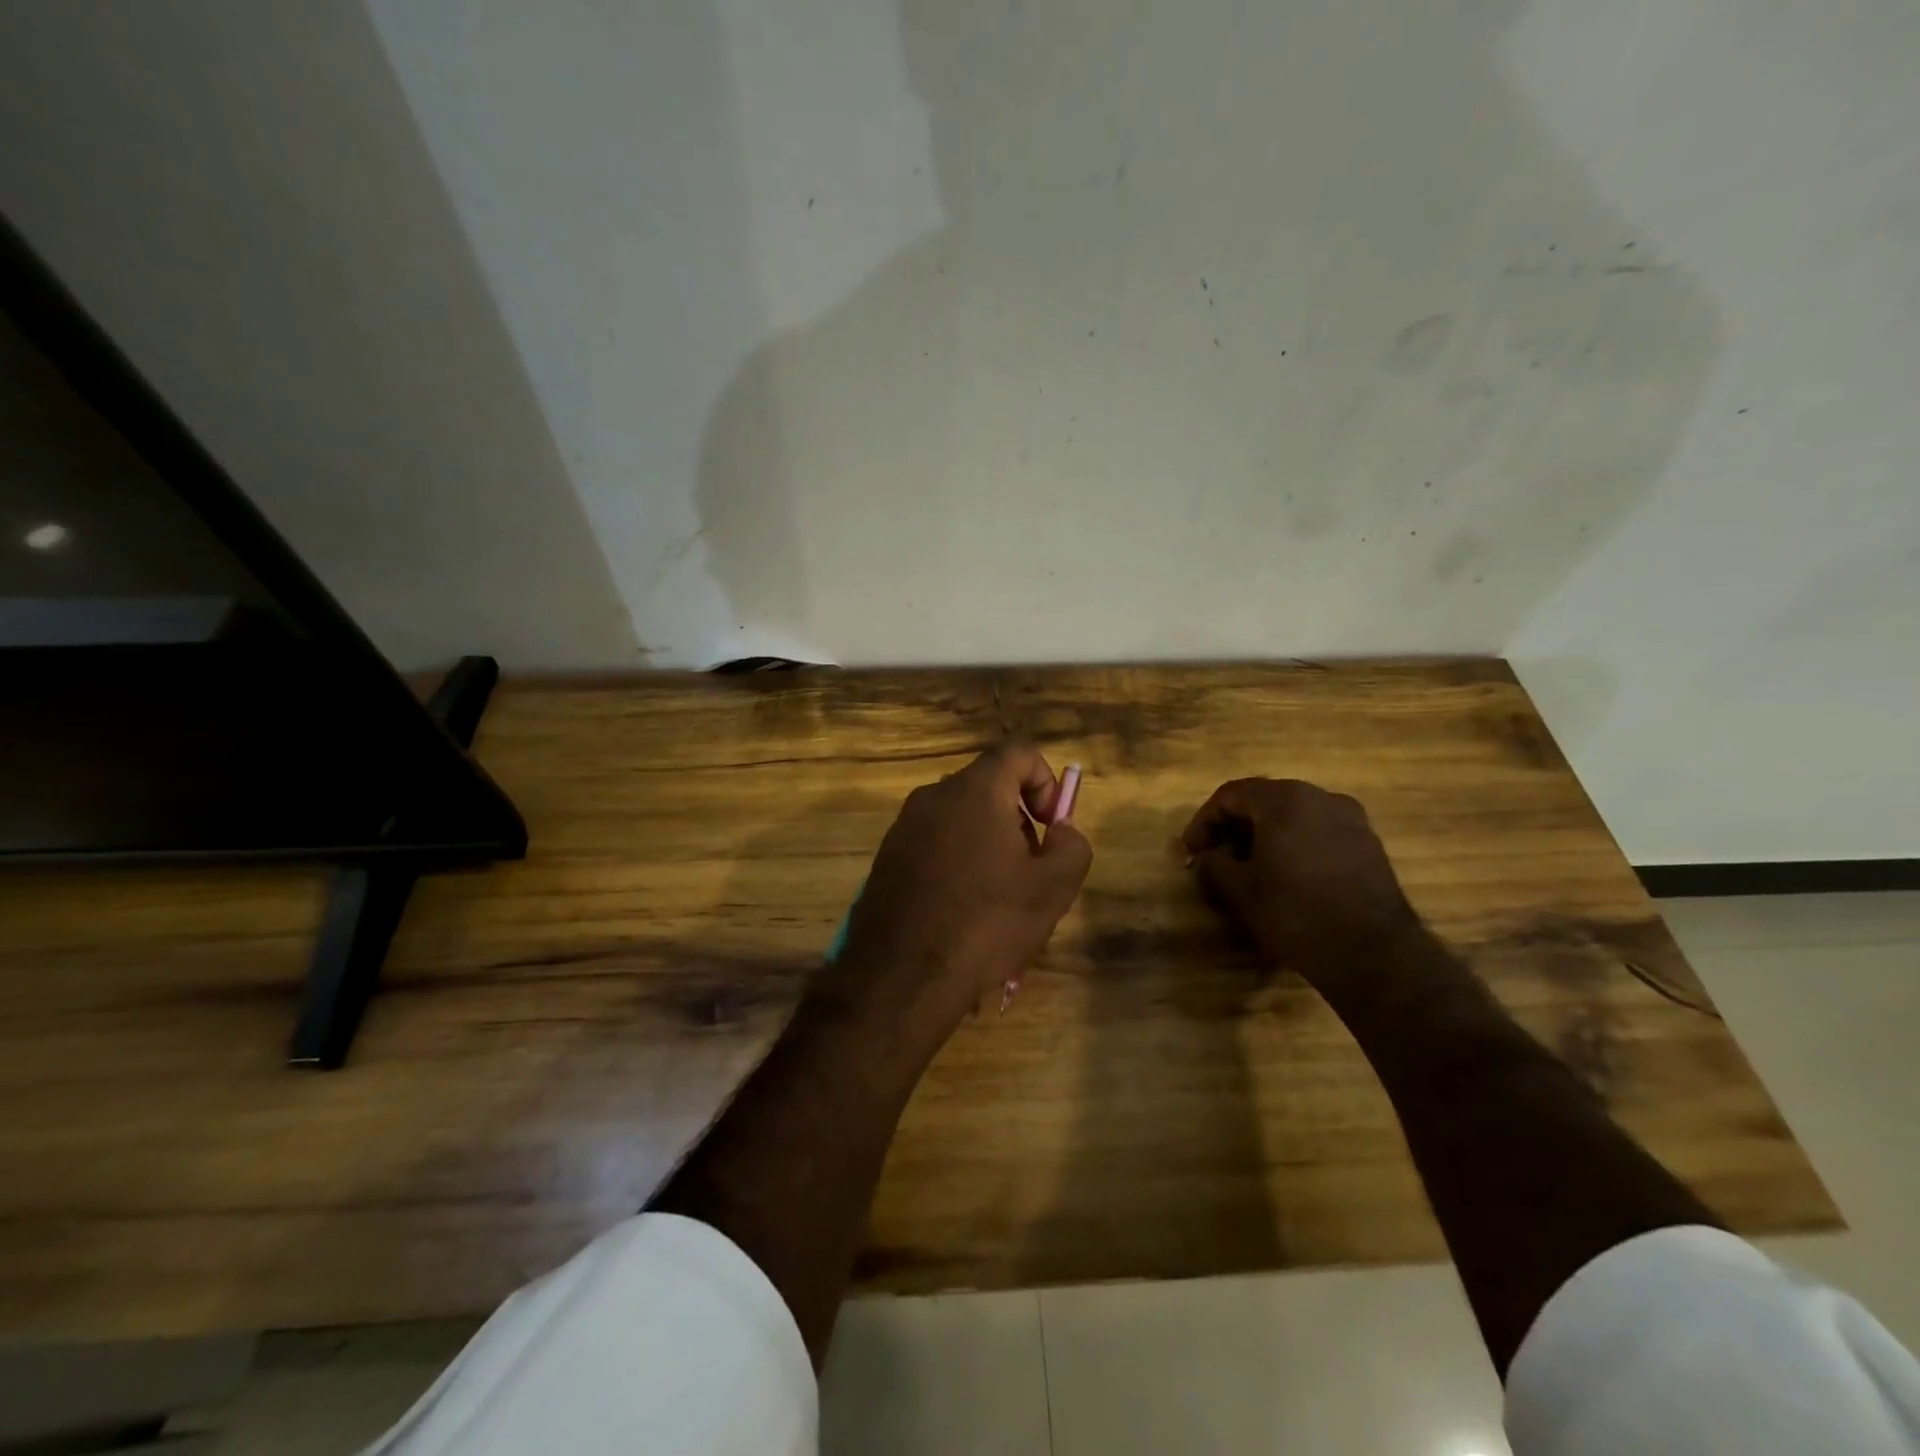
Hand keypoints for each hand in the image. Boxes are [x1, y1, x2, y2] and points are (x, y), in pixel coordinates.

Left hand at [838, 741, 1091, 1034]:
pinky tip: (964, 917)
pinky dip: (959, 867)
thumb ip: (1072, 845)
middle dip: (1019, 823)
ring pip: (963, 822)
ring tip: (999, 905)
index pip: (1018, 751)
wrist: (900, 976)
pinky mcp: (888, 857)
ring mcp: (904, 827)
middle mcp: (934, 796)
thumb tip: (1061, 828)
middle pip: (990, 788)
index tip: (1051, 827)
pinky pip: (936, 847)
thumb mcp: (1052, 889)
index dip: (1046, 780)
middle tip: (1030, 873)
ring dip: (990, 849)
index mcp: (975, 790)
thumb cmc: (985, 923)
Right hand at [1181, 778, 1420, 992]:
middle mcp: (1321, 797)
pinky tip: (1286, 878)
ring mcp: (1352, 820)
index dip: (1203, 822)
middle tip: (1215, 858)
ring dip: (1264, 837)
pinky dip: (1294, 847)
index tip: (1191, 852)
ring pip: (1294, 817)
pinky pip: (1319, 834)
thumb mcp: (1240, 889)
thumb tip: (1211, 856)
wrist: (1373, 954)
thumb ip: (1215, 863)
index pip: (1230, 796)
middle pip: (1264, 801)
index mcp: (1285, 799)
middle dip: (1234, 828)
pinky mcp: (1369, 846)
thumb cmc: (1295, 912)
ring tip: (1249, 870)